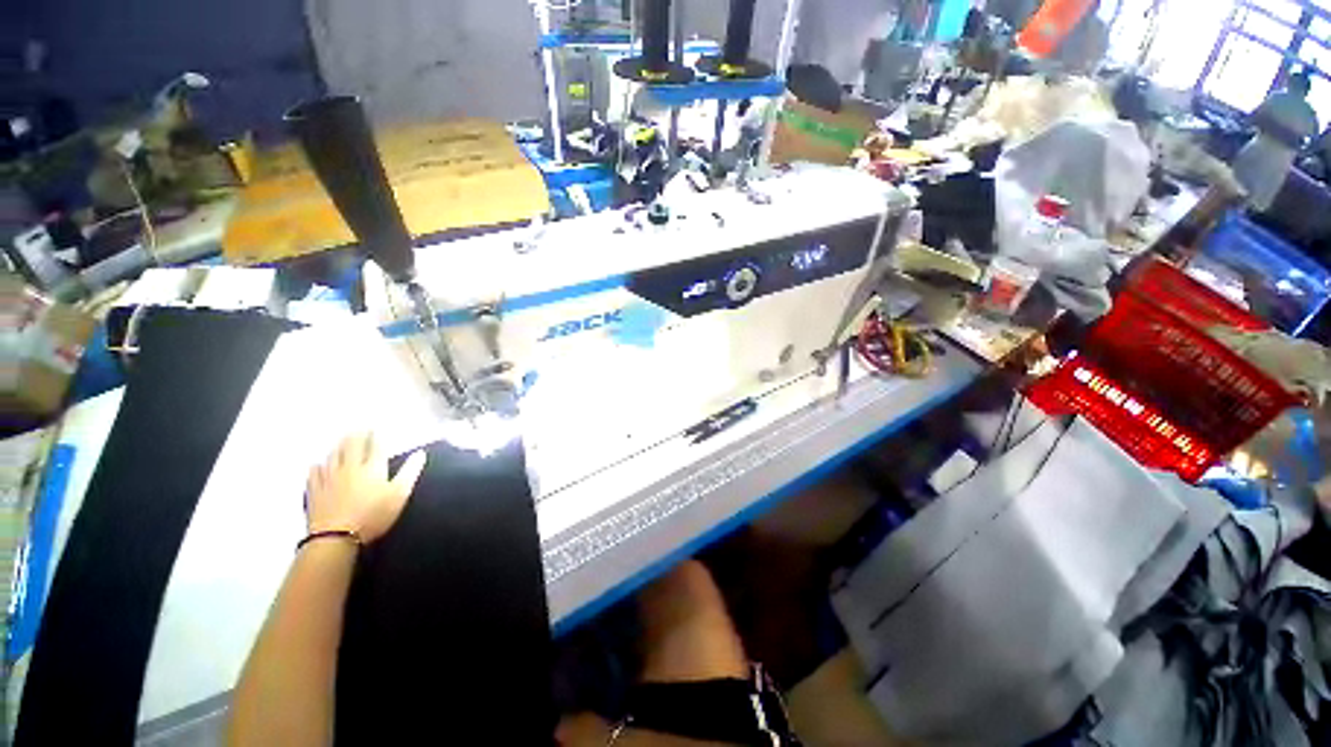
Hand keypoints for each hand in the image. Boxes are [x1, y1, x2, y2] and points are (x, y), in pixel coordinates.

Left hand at [305, 433, 426, 542]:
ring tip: (341, 441)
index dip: (376, 436)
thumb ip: (410, 472)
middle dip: (356, 436)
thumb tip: (421, 453)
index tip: (376, 428)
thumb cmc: (373, 515)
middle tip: (358, 428)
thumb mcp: (400, 494)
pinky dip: (318, 465)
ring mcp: (329, 478)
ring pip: (333, 456)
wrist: (336, 537)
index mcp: (373, 467)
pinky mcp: (315, 491)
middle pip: (351, 446)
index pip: (375, 446)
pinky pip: (314, 473)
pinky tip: (318, 464)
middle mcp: (350, 467)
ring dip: (338, 446)